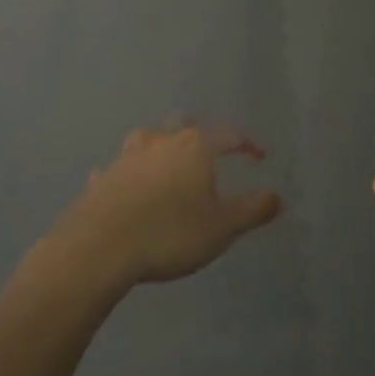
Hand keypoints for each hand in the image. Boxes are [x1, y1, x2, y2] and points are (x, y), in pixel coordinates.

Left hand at [57, 123, 282, 287]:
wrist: (97, 249)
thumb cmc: (169, 233)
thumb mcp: (223, 227)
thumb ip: (254, 209)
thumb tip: (278, 196)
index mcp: (195, 146)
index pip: (229, 134)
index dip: (247, 144)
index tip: (259, 157)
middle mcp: (160, 141)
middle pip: (186, 126)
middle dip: (202, 134)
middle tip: (212, 149)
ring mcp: (126, 158)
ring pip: (149, 140)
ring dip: (163, 146)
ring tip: (170, 161)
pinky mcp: (101, 179)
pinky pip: (120, 169)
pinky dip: (130, 174)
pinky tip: (129, 187)